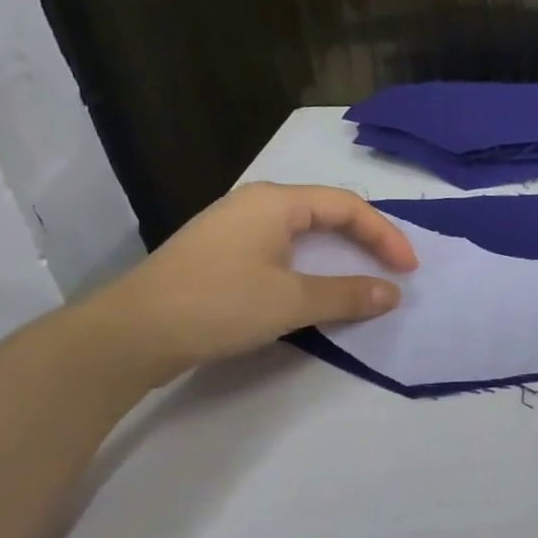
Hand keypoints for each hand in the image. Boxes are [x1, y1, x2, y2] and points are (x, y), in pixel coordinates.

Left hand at [78, 182, 417, 384]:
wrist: (129, 335)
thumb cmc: (217, 305)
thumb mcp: (292, 302)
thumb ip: (348, 295)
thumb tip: (392, 294)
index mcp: (275, 202)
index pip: (347, 206)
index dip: (385, 235)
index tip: (408, 269)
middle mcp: (255, 205)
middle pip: (326, 212)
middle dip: (365, 239)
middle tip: (392, 268)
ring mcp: (234, 228)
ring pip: (303, 231)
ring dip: (339, 252)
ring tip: (363, 276)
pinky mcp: (221, 254)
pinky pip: (282, 248)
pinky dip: (312, 263)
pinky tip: (315, 286)